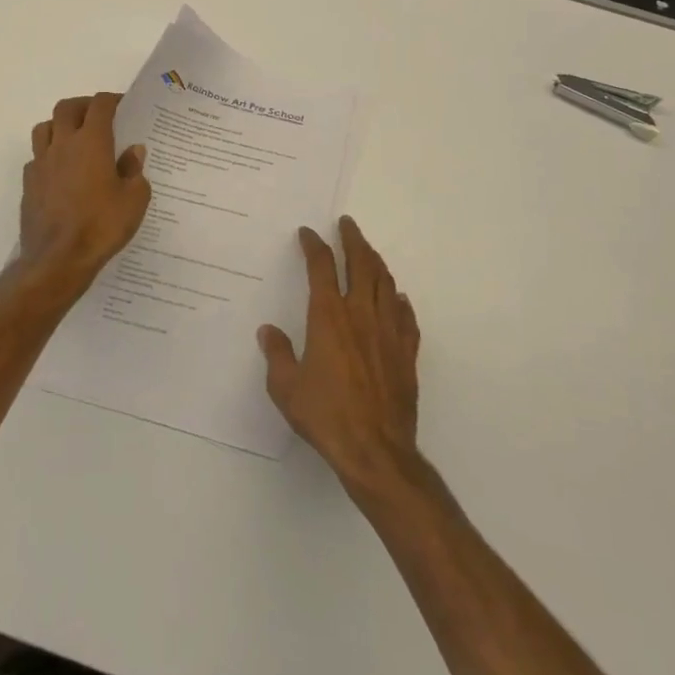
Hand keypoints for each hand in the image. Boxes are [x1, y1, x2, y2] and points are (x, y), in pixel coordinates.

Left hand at [16, 94, 150, 298]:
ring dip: (60, 125)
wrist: (58, 260)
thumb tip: (133, 152)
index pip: (100, 105)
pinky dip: (48, 155)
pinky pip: (36, 157)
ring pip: (44, 128)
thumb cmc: (102, 226)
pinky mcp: (28, 184)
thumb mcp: (134, 199)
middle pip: (66, 108)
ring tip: (74, 138)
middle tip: (98, 116)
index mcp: (91, 142)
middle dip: (83, 105)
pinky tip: (60, 171)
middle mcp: (62, 145)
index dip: (112, 100)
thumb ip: (134, 171)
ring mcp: (41, 163)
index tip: (122, 104)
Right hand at [258, 217, 421, 493]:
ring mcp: (388, 332)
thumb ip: (278, 355)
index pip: (322, 267)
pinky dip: (399, 301)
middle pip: (361, 264)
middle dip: (353, 239)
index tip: (309, 233)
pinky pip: (406, 317)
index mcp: (329, 316)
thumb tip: (268, 331)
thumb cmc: (326, 416)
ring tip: (369, 252)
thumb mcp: (287, 388)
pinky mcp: (406, 353)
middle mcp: (361, 314)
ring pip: (386, 284)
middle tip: (347, 224)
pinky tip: (398, 299)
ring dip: (376, 262)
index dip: (314, 245)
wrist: (376, 451)